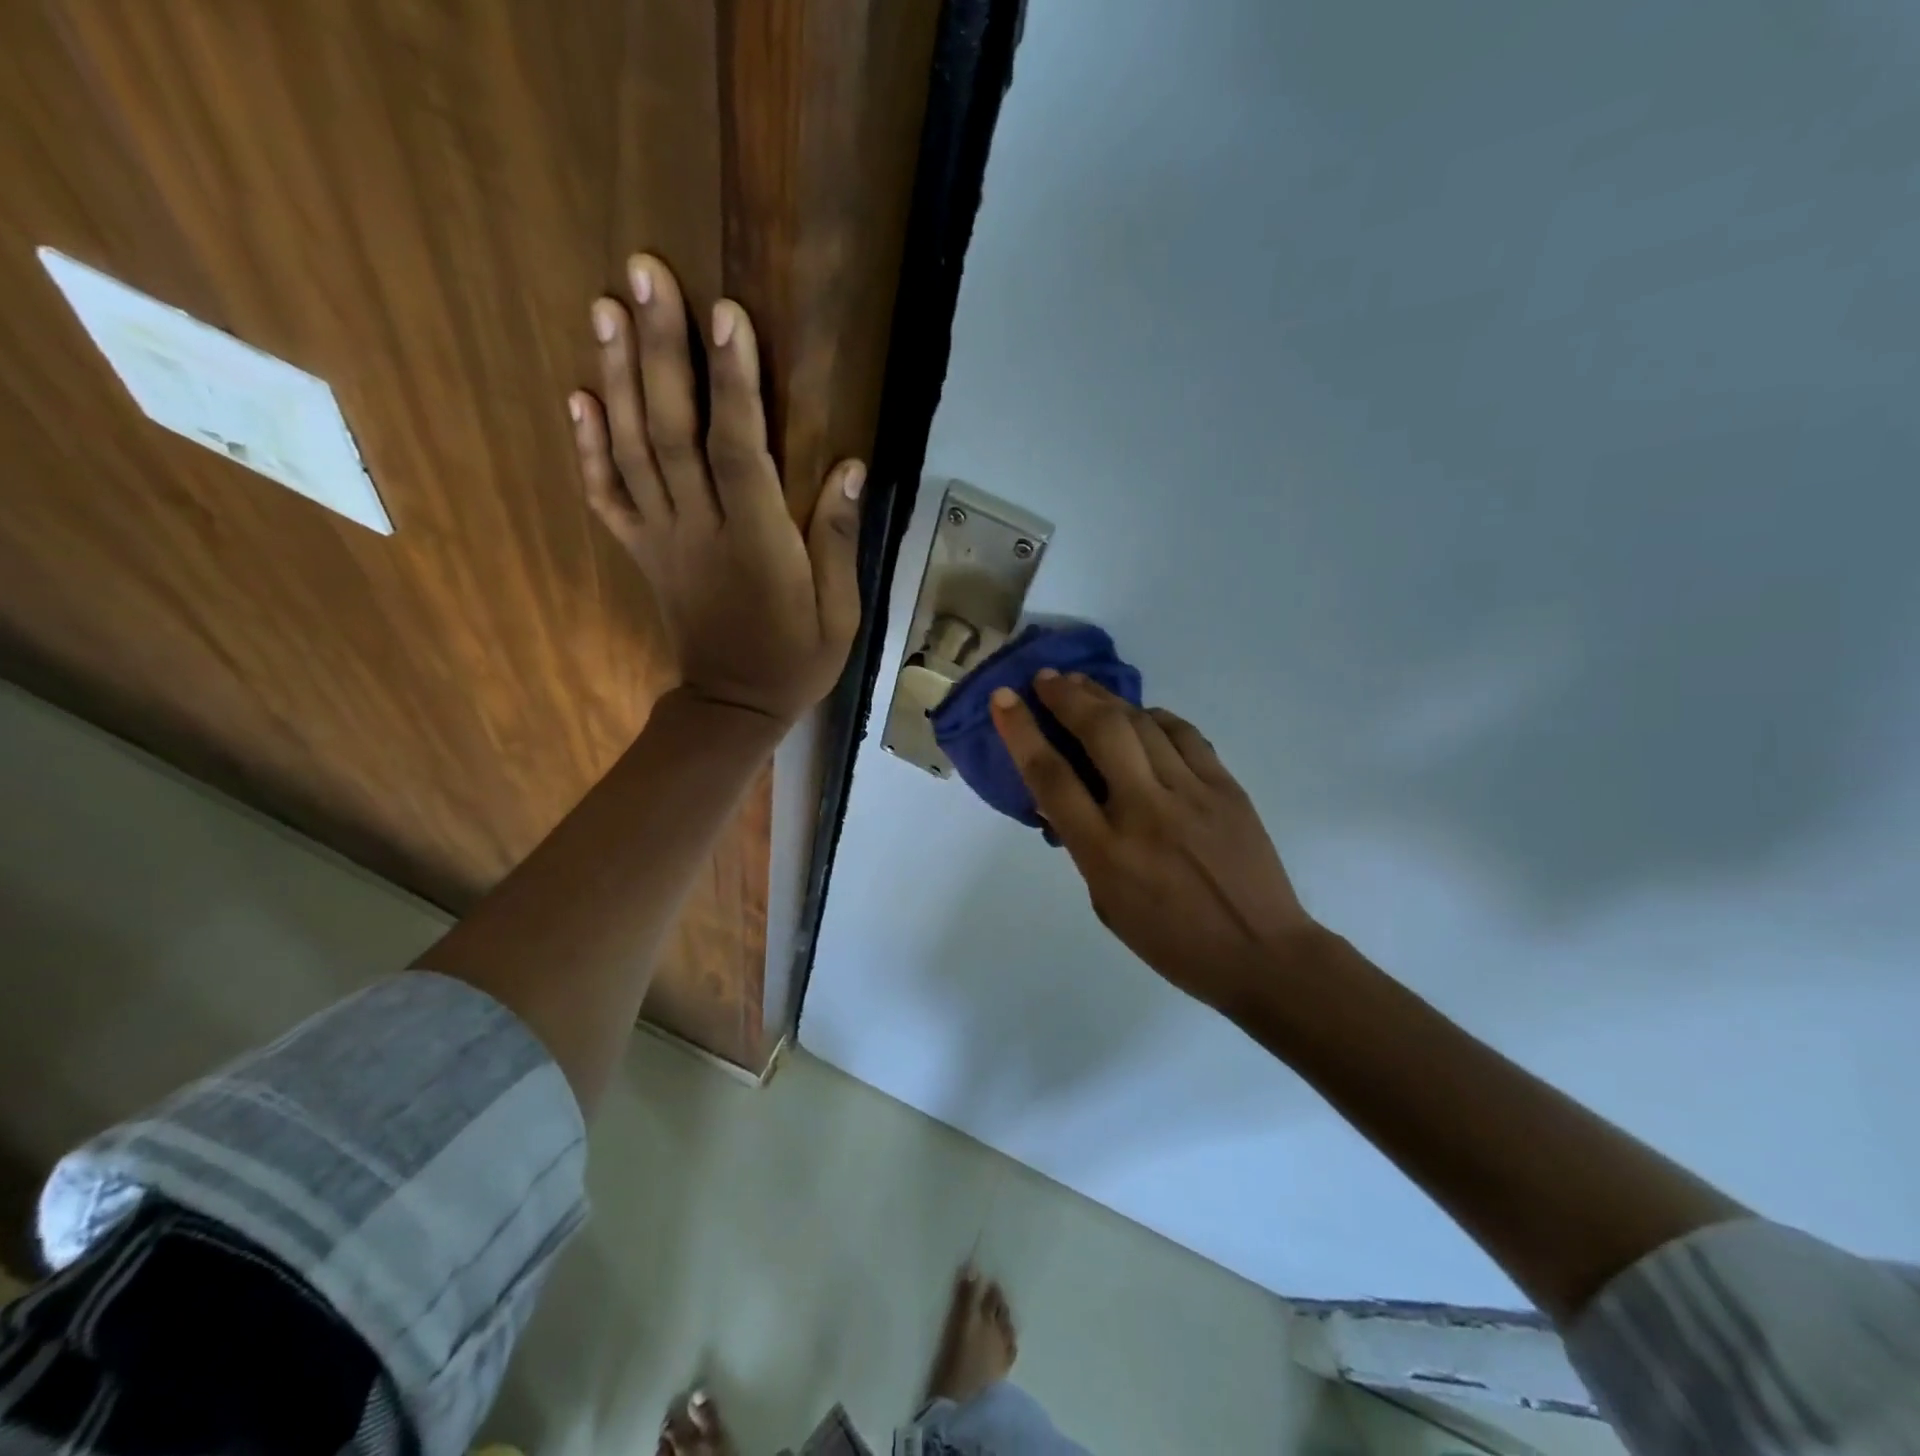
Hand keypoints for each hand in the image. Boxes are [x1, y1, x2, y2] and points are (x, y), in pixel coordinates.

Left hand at [569, 254, 864, 725]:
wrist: (733, 707)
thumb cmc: (796, 660)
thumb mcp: (840, 613)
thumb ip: (839, 542)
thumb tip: (852, 468)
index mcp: (757, 546)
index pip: (741, 453)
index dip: (733, 384)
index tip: (726, 314)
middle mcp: (701, 532)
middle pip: (673, 434)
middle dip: (660, 352)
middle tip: (644, 273)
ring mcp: (663, 540)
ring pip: (633, 453)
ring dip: (617, 378)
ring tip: (606, 307)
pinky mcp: (643, 552)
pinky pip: (607, 497)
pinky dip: (588, 447)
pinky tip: (578, 396)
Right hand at [990, 671, 1318, 1010]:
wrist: (1261, 953)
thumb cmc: (1171, 941)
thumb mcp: (1107, 903)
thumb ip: (1082, 847)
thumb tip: (1061, 801)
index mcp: (1106, 852)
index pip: (1052, 777)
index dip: (1022, 732)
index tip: (1004, 699)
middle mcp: (1145, 812)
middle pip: (1100, 732)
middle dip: (1066, 696)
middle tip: (1046, 679)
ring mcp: (1190, 795)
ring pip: (1142, 724)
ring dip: (1106, 697)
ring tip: (1083, 685)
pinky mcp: (1226, 787)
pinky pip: (1184, 735)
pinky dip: (1156, 717)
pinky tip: (1141, 714)